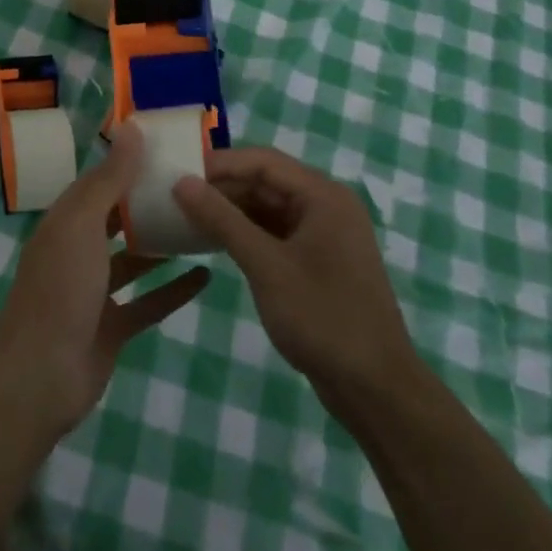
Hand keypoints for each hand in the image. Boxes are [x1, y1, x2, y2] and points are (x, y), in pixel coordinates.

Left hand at [0, 123, 210, 436]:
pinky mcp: (112, 326)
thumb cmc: (61, 289)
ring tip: (203, 224)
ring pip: (134, 259)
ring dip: (163, 244)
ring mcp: (95, 291)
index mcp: (66, 221)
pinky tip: (206, 276)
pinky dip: (173, 290)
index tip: (167, 148)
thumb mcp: (83, 225)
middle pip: (117, 218)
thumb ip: (110, 179)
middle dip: (149, 202)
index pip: (100, 181)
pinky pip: (148, 301)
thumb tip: (132, 128)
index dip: (129, 163)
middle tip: (194, 184)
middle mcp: (78, 250)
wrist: (41, 375)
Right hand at [173, 147, 422, 423]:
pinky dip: (246, 233)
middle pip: (266, 181)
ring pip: (269, 207)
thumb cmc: (322, 318)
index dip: (219, 163)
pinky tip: (215, 241)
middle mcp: (326, 205)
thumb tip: (182, 182)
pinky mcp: (318, 261)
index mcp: (323, 196)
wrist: (376, 388)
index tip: (177, 173)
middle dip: (223, 187)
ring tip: (187, 216)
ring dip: (231, 210)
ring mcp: (324, 234)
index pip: (263, 161)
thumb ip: (222, 220)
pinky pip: (275, 232)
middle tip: (176, 196)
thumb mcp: (266, 266)